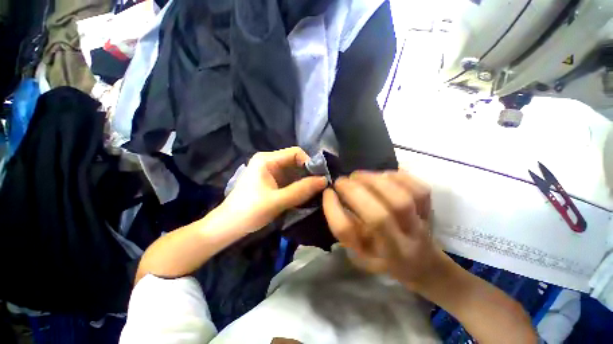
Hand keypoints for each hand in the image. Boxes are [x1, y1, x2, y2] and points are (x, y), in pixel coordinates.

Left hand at [219, 147, 327, 233]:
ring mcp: (270, 172)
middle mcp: (269, 162)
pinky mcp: (271, 182)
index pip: (296, 153)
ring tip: (315, 192)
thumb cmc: (249, 211)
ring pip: (293, 172)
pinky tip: (304, 195)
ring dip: (304, 181)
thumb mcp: (277, 201)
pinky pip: (289, 180)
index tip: (319, 179)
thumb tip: (324, 180)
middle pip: (295, 162)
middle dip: (308, 174)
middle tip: (320, 187)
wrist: (228, 227)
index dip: (309, 163)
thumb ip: (301, 190)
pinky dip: (298, 187)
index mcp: (267, 159)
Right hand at [323, 170, 442, 289]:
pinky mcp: (431, 212)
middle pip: (378, 217)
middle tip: (341, 181)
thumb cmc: (384, 258)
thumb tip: (332, 194)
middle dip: (354, 191)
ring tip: (358, 176)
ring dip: (373, 180)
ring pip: (400, 199)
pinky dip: (397, 176)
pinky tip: (382, 176)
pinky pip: (418, 189)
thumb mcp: (358, 252)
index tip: (328, 192)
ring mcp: (420, 227)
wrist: (424, 265)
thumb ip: (344, 226)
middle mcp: (401, 247)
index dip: (333, 209)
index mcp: (375, 257)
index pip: (350, 233)